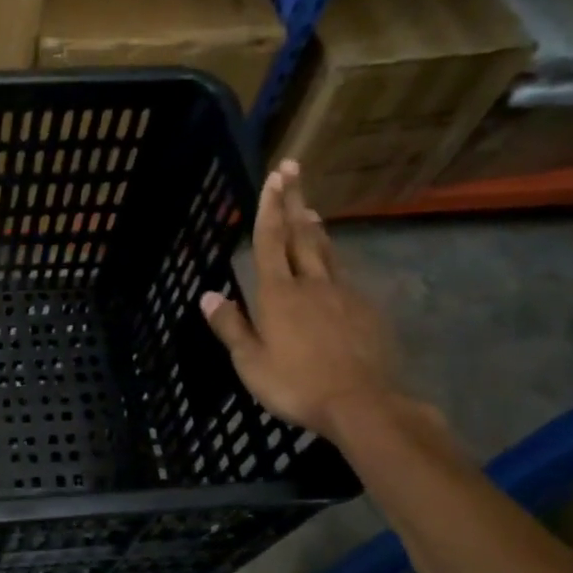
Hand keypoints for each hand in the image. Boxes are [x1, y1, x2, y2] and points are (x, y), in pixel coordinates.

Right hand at [200, 160, 398, 440]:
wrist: (362, 403)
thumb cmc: (296, 383)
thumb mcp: (250, 362)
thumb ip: (230, 326)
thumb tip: (207, 295)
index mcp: (278, 294)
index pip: (271, 240)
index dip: (270, 207)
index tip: (274, 176)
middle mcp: (311, 284)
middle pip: (301, 235)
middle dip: (293, 201)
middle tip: (293, 169)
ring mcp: (343, 295)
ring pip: (326, 252)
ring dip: (315, 227)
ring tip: (310, 209)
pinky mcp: (365, 310)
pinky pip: (344, 275)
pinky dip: (333, 259)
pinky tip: (333, 264)